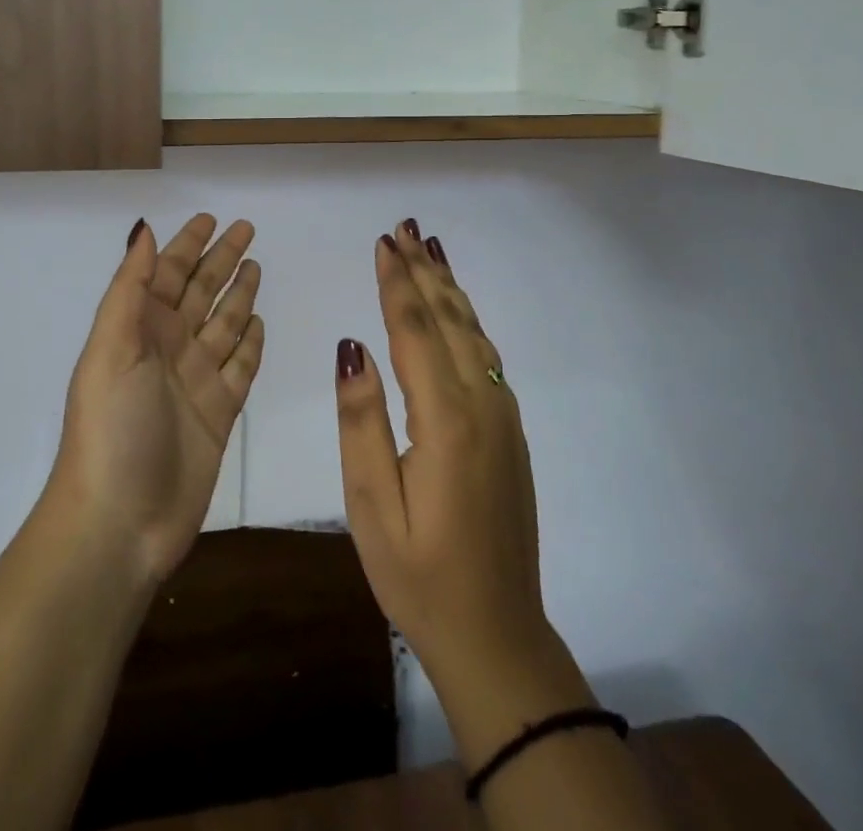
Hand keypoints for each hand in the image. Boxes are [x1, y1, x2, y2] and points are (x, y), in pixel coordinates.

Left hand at [45, 215, 263, 588]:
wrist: (120, 522)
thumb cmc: (112, 427)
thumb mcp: (112, 348)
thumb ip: (130, 289)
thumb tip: (144, 229)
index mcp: (139, 330)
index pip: (167, 274)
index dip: (187, 245)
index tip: (211, 218)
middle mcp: (168, 348)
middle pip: (201, 292)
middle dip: (221, 259)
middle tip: (247, 229)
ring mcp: (195, 381)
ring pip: (223, 324)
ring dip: (238, 294)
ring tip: (257, 266)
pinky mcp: (219, 413)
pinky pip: (240, 365)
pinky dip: (250, 343)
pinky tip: (259, 322)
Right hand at [334, 222, 593, 761]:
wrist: (498, 635)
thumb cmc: (419, 575)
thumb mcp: (372, 506)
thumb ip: (361, 421)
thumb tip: (352, 345)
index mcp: (446, 421)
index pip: (414, 332)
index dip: (396, 284)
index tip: (382, 243)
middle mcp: (483, 406)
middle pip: (448, 321)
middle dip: (424, 271)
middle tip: (406, 228)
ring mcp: (503, 418)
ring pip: (473, 334)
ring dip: (449, 288)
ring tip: (431, 250)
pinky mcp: (510, 433)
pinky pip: (485, 356)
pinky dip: (467, 320)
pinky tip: (457, 310)